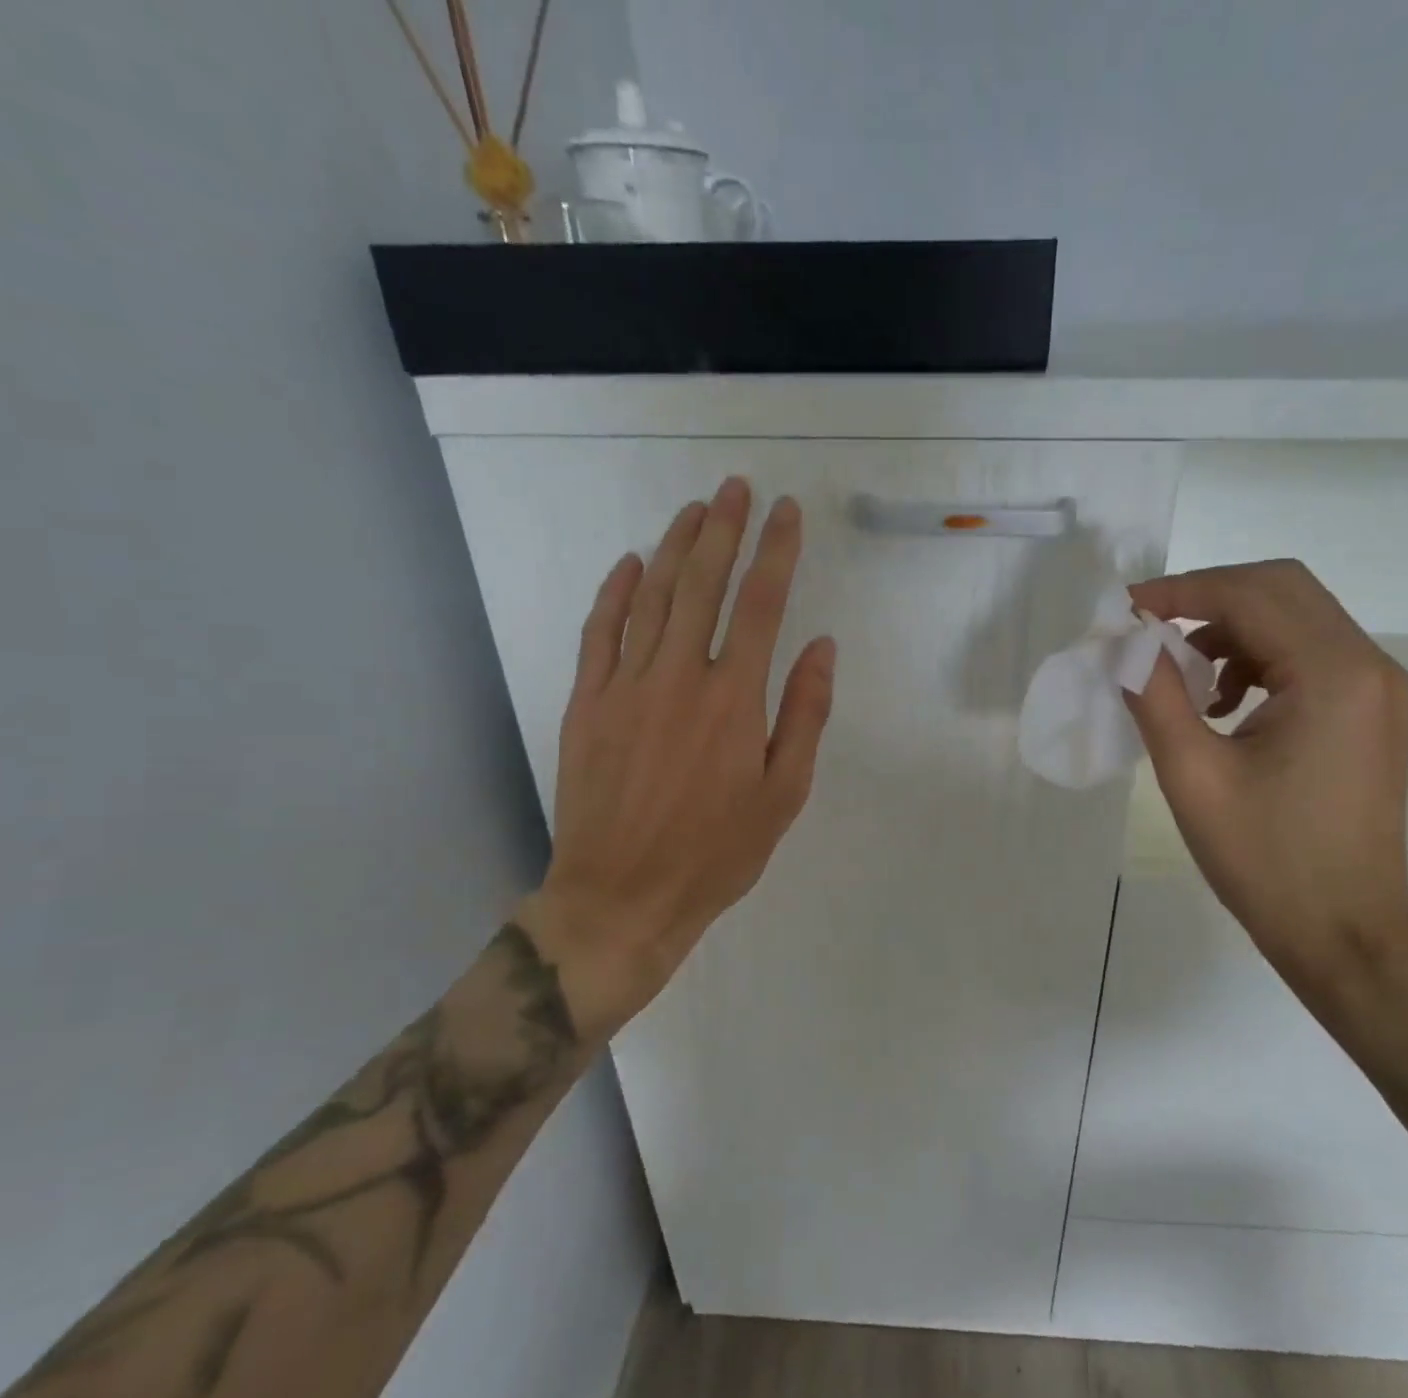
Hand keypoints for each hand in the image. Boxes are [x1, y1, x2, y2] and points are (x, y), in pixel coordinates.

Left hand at [520, 477, 835, 1030]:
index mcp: (735, 700)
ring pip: (652, 598)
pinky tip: (630, 564)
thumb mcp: (783, 794)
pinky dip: (615, 593)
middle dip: (724, 530)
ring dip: (675, 548)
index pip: (762, 605)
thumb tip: (821, 646)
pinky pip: (600, 632)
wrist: (622, 897)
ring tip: (695, 510)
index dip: (777, 552)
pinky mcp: (586, 703)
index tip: (787, 512)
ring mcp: (626, 686)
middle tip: (736, 488)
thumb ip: (805, 714)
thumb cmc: (716, 853)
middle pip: (704, 585)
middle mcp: (680, 677)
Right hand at [1125, 560, 1407, 1008]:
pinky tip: (1223, 703)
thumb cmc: (1265, 861)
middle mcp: (1369, 665)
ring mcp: (1378, 688)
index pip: (1250, 594)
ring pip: (1296, 617)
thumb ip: (1153, 694)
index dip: (1179, 592)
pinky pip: (1309, 654)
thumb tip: (1122, 640)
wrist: (1345, 934)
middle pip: (1281, 589)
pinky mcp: (1372, 711)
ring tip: (1183, 679)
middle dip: (1206, 598)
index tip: (1123, 611)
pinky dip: (1257, 658)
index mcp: (1333, 675)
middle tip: (1148, 630)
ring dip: (1231, 629)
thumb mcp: (1192, 775)